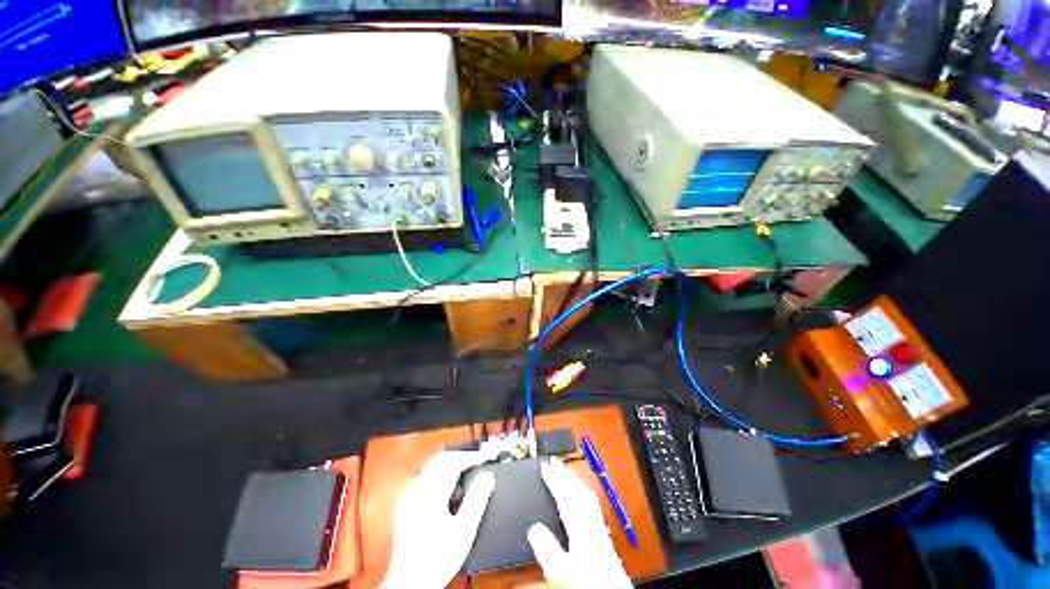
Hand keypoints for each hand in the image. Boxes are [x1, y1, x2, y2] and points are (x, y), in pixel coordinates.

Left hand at [381, 449, 496, 588]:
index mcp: (430, 493)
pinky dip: (441, 472)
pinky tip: (450, 484)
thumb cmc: (437, 559)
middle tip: (478, 460)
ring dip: (451, 462)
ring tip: (468, 469)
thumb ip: (477, 500)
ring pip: (433, 465)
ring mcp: (409, 495)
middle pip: (441, 458)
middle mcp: (417, 489)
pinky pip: (426, 475)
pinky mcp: (406, 503)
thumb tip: (488, 477)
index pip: (453, 461)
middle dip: (462, 455)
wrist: (410, 583)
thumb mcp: (464, 531)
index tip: (486, 457)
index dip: (472, 456)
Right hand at [527, 457, 631, 588]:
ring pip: (588, 496)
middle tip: (555, 461)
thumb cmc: (586, 585)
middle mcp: (593, 525)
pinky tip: (582, 496)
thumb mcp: (561, 572)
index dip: (555, 479)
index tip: (545, 466)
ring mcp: (601, 530)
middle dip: (566, 474)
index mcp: (582, 530)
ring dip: (575, 480)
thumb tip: (534, 528)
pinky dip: (584, 493)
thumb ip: (547, 550)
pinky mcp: (604, 537)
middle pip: (580, 491)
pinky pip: (593, 505)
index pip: (567, 497)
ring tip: (565, 472)